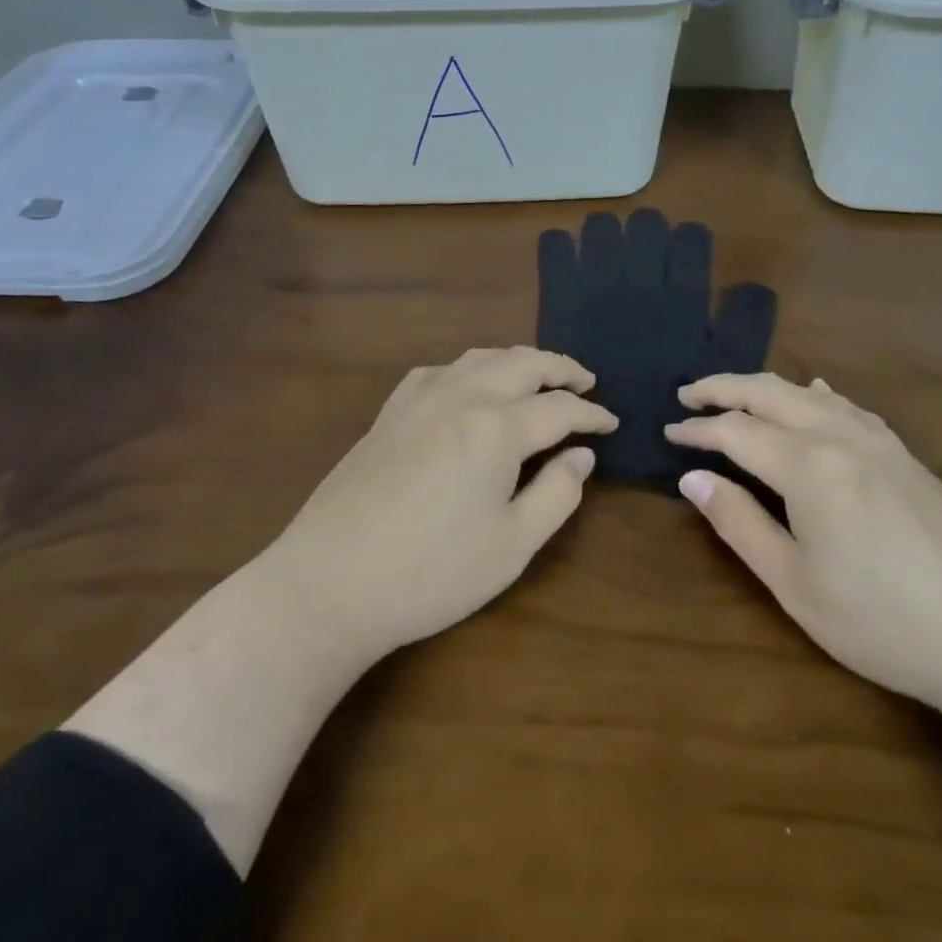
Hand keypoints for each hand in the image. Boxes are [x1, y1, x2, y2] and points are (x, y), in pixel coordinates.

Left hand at [262, 347, 616, 664]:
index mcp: (496, 429)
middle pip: (522, 364)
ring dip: (518, 360)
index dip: (591, 414)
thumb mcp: (512, 546)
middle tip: (586, 382)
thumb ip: (557, 494)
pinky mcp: (388, 414)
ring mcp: (418, 401)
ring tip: (538, 376)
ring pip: (480, 358)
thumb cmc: (431, 573)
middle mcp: (460, 398)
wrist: (329, 584)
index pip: (558, 409)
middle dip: (560, 368)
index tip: (612, 423)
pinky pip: (439, 371)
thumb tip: (581, 455)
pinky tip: (469, 386)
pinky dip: (470, 368)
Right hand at [665, 373, 941, 714]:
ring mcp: (879, 442)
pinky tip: (814, 396)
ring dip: (765, 388)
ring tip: (735, 395)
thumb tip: (692, 478)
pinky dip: (814, 396)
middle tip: (686, 394)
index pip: (736, 430)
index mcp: (809, 467)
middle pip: (769, 393)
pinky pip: (847, 407)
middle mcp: (841, 437)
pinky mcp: (905, 455)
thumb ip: (739, 523)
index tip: (667, 432)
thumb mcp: (795, 584)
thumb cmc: (883, 622)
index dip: (697, 429)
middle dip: (723, 387)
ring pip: (808, 394)